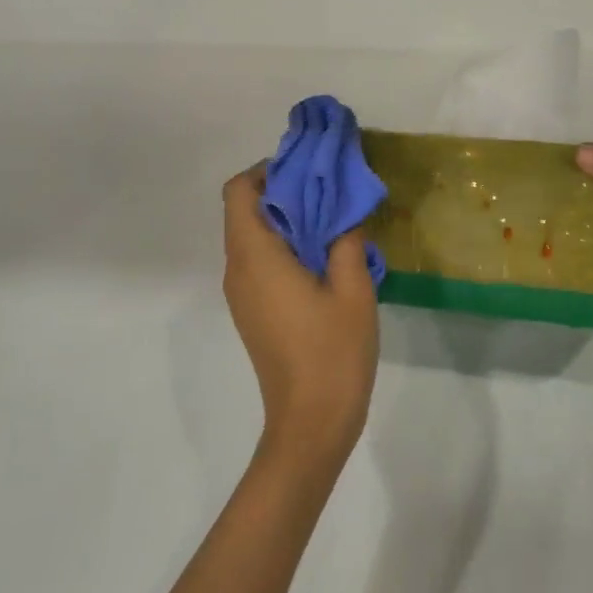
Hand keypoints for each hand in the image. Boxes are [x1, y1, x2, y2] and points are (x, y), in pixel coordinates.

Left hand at [221, 165, 379, 473]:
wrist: (311, 422)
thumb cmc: (333, 352)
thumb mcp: (354, 290)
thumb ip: (347, 241)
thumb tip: (343, 212)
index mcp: (256, 257)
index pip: (239, 192)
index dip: (267, 171)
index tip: (307, 170)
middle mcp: (238, 270)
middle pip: (244, 211)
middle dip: (282, 191)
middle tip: (328, 189)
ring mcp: (242, 294)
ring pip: (251, 237)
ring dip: (285, 220)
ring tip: (331, 219)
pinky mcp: (252, 312)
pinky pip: (259, 262)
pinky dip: (283, 246)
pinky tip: (322, 257)